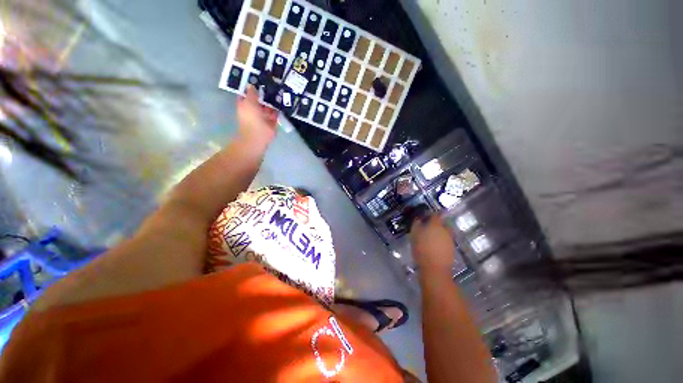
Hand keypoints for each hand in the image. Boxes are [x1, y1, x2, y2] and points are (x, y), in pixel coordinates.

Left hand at [236, 85, 278, 148]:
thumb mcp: (249, 101)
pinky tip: (282, 103)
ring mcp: (263, 117)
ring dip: (272, 102)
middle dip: (264, 95)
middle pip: (259, 101)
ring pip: (268, 108)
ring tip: (279, 92)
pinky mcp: (272, 123)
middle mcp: (254, 111)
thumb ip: (251, 93)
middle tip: (272, 84)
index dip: (251, 89)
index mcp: (245, 105)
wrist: (259, 134)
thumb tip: (251, 85)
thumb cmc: (251, 117)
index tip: (257, 81)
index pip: (247, 95)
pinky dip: (278, 110)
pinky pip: (275, 115)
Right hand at [410, 215, 455, 277]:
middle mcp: (445, 230)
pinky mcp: (452, 248)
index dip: (430, 214)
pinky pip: (446, 240)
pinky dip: (441, 240)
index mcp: (436, 225)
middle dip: (436, 223)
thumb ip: (416, 224)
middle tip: (427, 227)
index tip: (424, 216)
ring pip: (445, 231)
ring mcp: (450, 239)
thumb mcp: (414, 235)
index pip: (435, 214)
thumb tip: (419, 218)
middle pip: (442, 222)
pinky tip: (434, 246)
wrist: (435, 268)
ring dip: (439, 232)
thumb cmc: (422, 249)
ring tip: (430, 237)